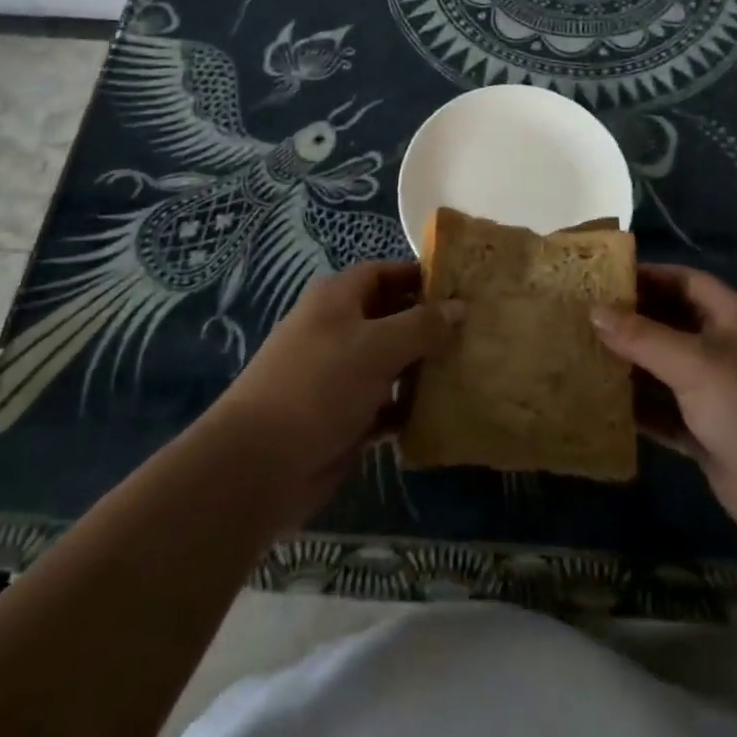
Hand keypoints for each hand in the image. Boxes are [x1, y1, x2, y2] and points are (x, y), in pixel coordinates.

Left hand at [211, 260, 462, 526]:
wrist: (260, 464)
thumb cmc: (320, 385)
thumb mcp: (377, 346)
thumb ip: (422, 325)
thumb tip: (460, 306)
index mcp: (338, 298)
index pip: (385, 272)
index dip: (420, 276)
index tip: (461, 286)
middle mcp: (338, 329)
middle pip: (391, 316)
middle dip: (429, 324)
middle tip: (475, 331)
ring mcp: (339, 374)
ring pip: (391, 362)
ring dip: (423, 368)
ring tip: (468, 369)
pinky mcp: (343, 417)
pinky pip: (385, 404)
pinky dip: (409, 407)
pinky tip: (442, 413)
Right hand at [591, 263, 736, 560]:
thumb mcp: (695, 364)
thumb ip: (642, 336)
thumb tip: (594, 310)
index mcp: (729, 318)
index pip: (682, 281)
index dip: (645, 275)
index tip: (599, 278)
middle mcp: (722, 349)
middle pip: (669, 323)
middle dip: (629, 320)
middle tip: (578, 316)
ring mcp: (715, 394)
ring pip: (662, 369)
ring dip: (628, 365)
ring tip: (578, 354)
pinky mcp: (707, 435)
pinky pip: (664, 412)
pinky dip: (637, 408)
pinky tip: (599, 404)